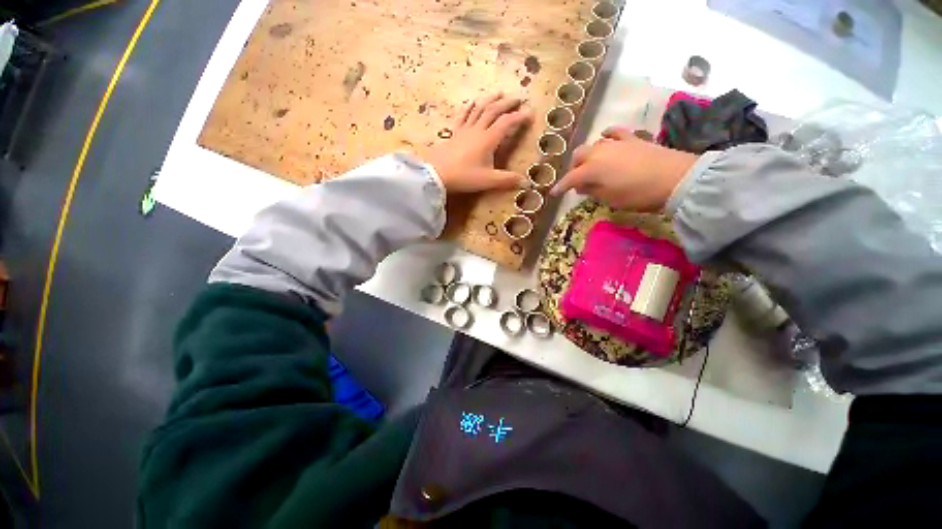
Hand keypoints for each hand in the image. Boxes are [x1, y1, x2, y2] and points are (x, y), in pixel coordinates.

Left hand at [426, 93, 532, 192]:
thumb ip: (507, 180)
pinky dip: (469, 107)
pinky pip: (462, 115)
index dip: (519, 117)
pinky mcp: (454, 133)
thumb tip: (527, 183)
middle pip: (494, 110)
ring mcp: (464, 129)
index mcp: (488, 139)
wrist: (437, 175)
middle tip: (518, 99)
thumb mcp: (488, 181)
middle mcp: (477, 130)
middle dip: (507, 103)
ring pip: (479, 109)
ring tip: (499, 93)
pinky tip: (472, 103)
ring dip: (490, 100)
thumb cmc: (464, 177)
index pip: (507, 123)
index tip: (530, 113)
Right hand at [551, 126, 697, 210]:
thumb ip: (592, 191)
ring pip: (593, 144)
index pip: (569, 179)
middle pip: (578, 156)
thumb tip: (580, 186)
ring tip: (592, 165)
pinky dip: (606, 136)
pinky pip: (614, 132)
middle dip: (574, 168)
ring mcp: (616, 143)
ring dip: (588, 155)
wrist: (675, 179)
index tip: (553, 194)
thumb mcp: (610, 199)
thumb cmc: (638, 195)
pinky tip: (605, 138)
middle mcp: (599, 152)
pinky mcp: (632, 138)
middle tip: (576, 180)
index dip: (560, 187)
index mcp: (591, 170)